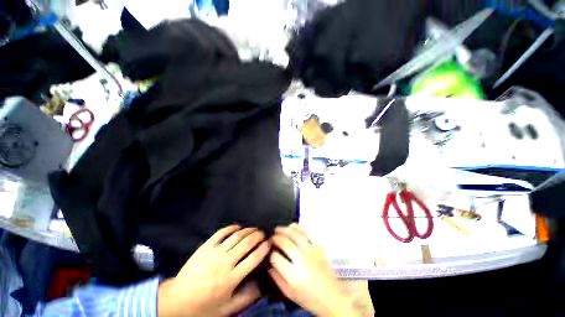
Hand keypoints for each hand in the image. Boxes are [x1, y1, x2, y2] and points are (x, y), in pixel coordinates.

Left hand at [158, 225, 269, 316]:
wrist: (176, 301)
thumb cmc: (203, 307)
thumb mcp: (227, 309)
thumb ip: (247, 297)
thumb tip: (263, 285)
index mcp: (231, 279)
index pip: (254, 258)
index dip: (264, 248)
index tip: (270, 243)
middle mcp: (225, 263)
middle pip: (247, 243)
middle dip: (258, 235)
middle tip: (264, 233)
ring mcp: (214, 252)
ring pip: (236, 236)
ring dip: (248, 230)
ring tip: (255, 228)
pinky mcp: (205, 247)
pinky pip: (221, 233)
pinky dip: (232, 227)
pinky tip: (238, 226)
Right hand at [268, 224, 363, 316]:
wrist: (331, 295)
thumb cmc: (309, 297)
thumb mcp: (290, 294)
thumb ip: (277, 279)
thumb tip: (269, 266)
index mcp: (293, 274)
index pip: (276, 257)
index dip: (271, 254)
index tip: (270, 252)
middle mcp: (302, 259)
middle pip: (285, 242)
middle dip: (276, 238)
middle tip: (272, 237)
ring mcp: (311, 251)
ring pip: (295, 234)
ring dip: (285, 229)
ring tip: (278, 229)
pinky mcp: (318, 246)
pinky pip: (306, 233)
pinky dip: (298, 228)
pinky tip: (292, 226)